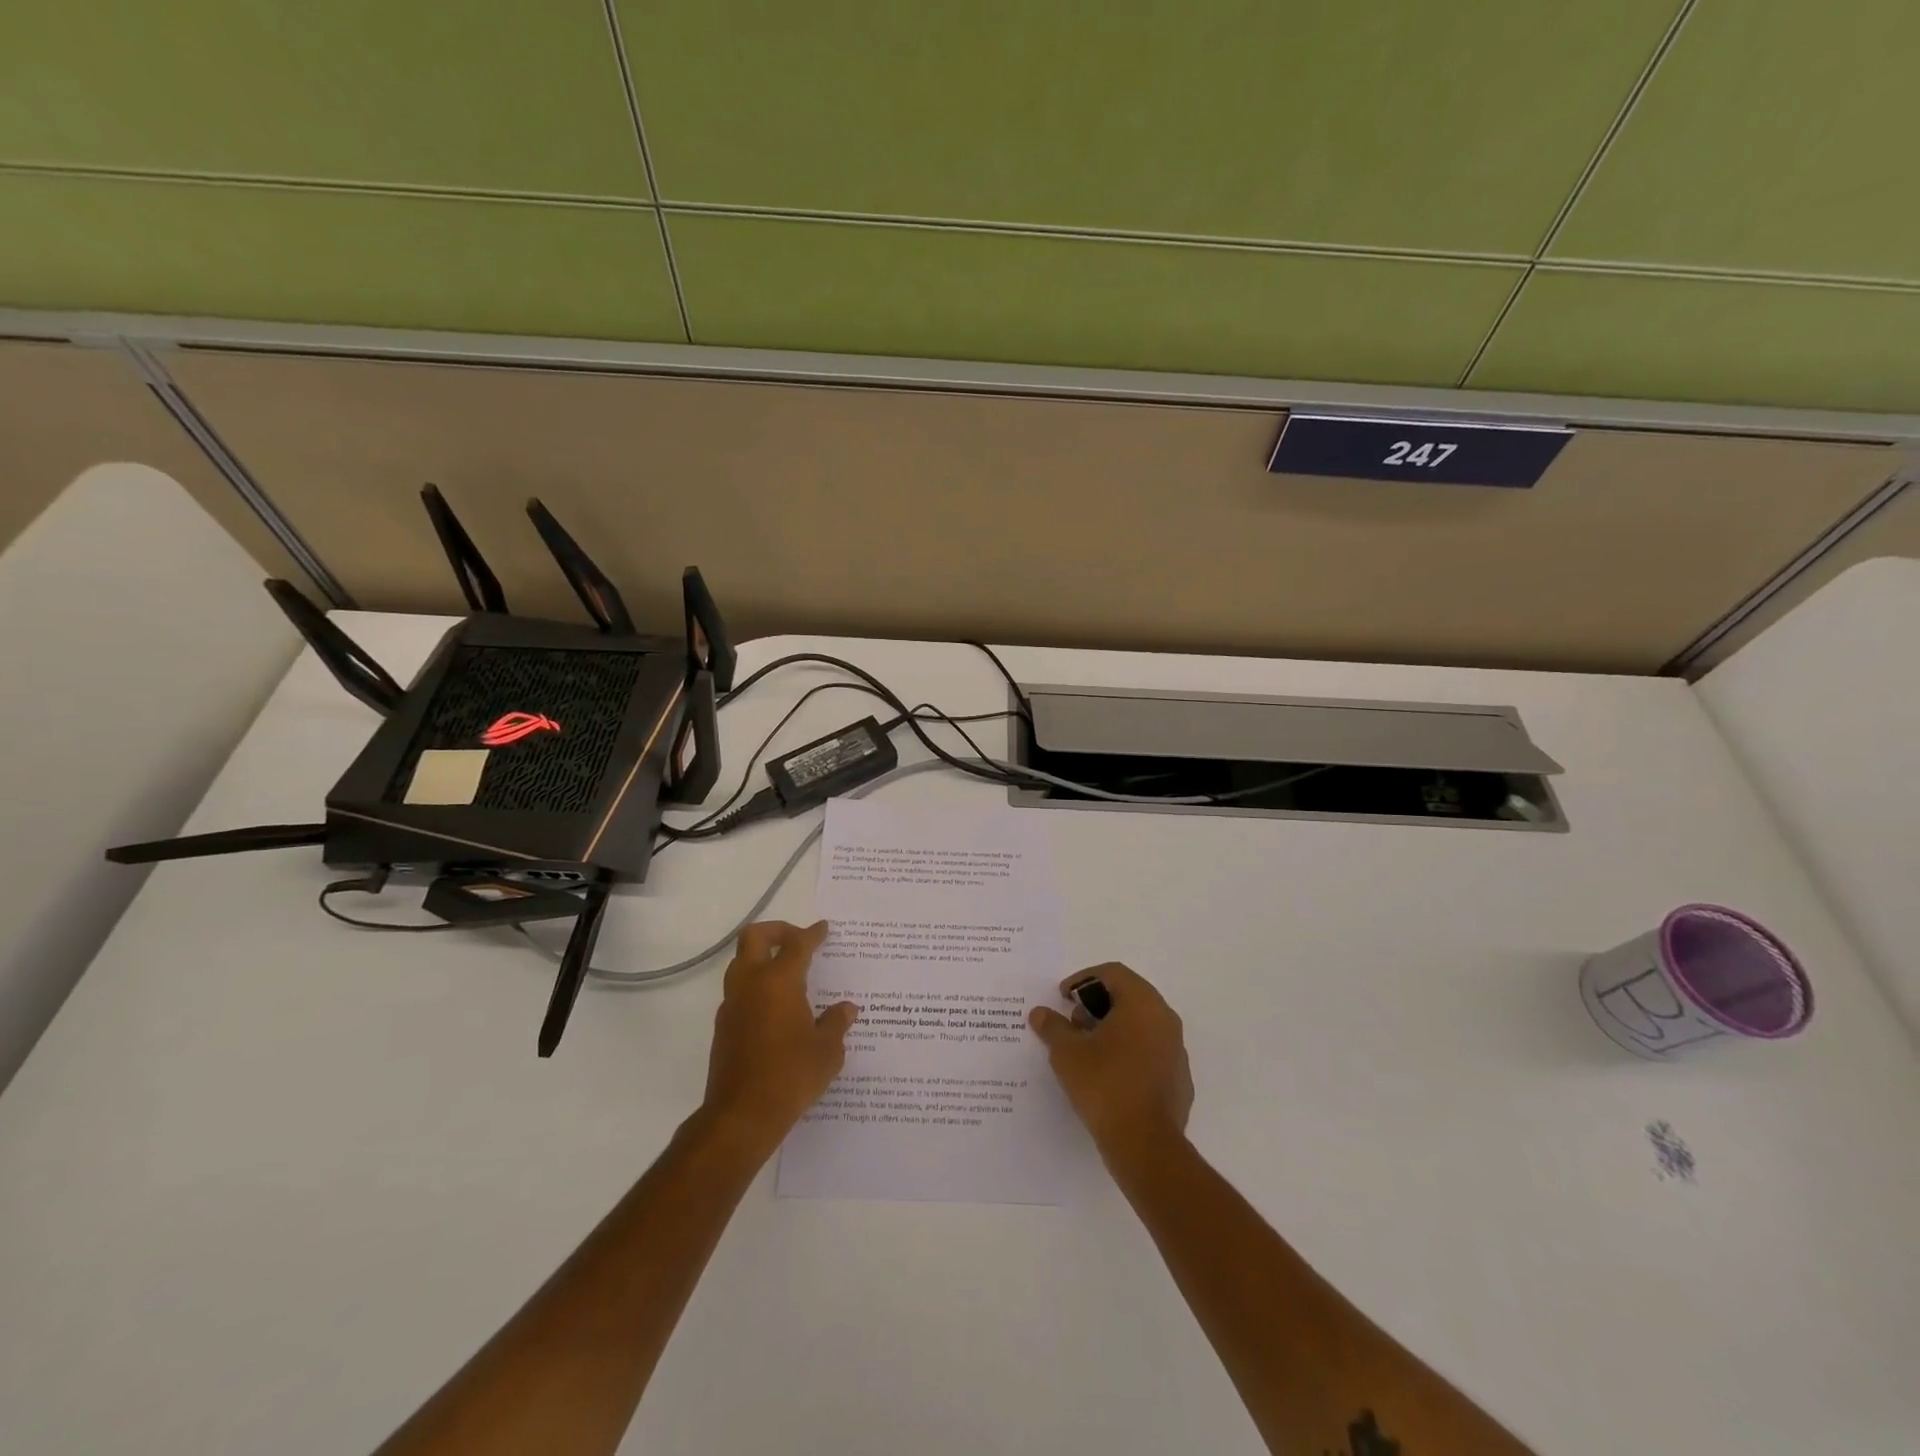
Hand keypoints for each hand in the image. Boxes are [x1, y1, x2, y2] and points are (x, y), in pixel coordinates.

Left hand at [701, 921, 858, 1154]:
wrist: (741, 1116)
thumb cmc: (791, 1075)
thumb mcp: (827, 1050)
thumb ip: (836, 1023)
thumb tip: (846, 1009)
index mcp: (778, 981)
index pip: (796, 944)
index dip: (812, 934)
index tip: (823, 929)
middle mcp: (750, 984)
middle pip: (754, 937)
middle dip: (777, 931)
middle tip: (798, 941)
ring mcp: (732, 1005)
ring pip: (741, 963)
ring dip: (763, 959)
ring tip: (789, 975)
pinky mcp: (723, 1028)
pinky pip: (739, 992)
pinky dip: (757, 987)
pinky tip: (777, 1009)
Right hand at [1029, 962, 1193, 1163]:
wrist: (1145, 1144)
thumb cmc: (1104, 1085)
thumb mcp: (1067, 1053)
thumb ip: (1053, 1027)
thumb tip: (1040, 1013)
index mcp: (1142, 1003)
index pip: (1112, 973)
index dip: (1083, 979)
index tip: (1063, 998)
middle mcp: (1165, 1018)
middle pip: (1128, 995)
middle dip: (1097, 1004)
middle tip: (1072, 1023)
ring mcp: (1176, 1049)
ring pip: (1141, 1024)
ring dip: (1112, 1028)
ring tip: (1086, 1050)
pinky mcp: (1179, 1078)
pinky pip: (1150, 1051)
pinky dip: (1128, 1051)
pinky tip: (1108, 1075)